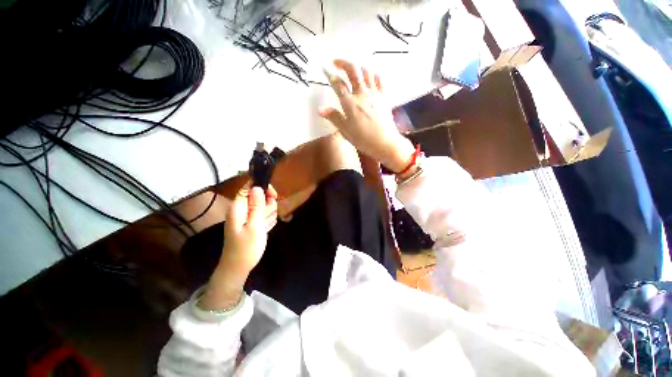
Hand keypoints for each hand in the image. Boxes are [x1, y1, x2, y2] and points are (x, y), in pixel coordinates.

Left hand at [198, 183, 277, 310]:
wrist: (239, 267)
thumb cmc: (246, 248)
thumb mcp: (254, 226)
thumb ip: (256, 206)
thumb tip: (258, 187)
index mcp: (238, 207)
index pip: (249, 187)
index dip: (262, 188)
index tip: (273, 195)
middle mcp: (242, 209)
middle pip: (259, 196)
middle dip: (267, 203)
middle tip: (267, 216)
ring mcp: (248, 216)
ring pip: (264, 206)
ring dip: (269, 213)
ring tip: (265, 226)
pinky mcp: (253, 223)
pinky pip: (264, 215)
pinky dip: (267, 220)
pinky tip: (265, 228)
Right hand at [319, 59, 415, 172]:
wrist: (385, 142)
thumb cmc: (363, 139)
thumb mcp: (345, 131)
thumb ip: (334, 117)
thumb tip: (320, 108)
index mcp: (350, 103)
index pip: (338, 84)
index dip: (330, 75)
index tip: (325, 69)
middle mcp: (362, 94)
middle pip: (353, 70)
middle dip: (343, 63)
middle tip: (336, 62)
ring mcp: (374, 94)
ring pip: (366, 72)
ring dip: (358, 67)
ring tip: (352, 69)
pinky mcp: (384, 97)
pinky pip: (379, 80)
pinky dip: (373, 74)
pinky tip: (370, 76)